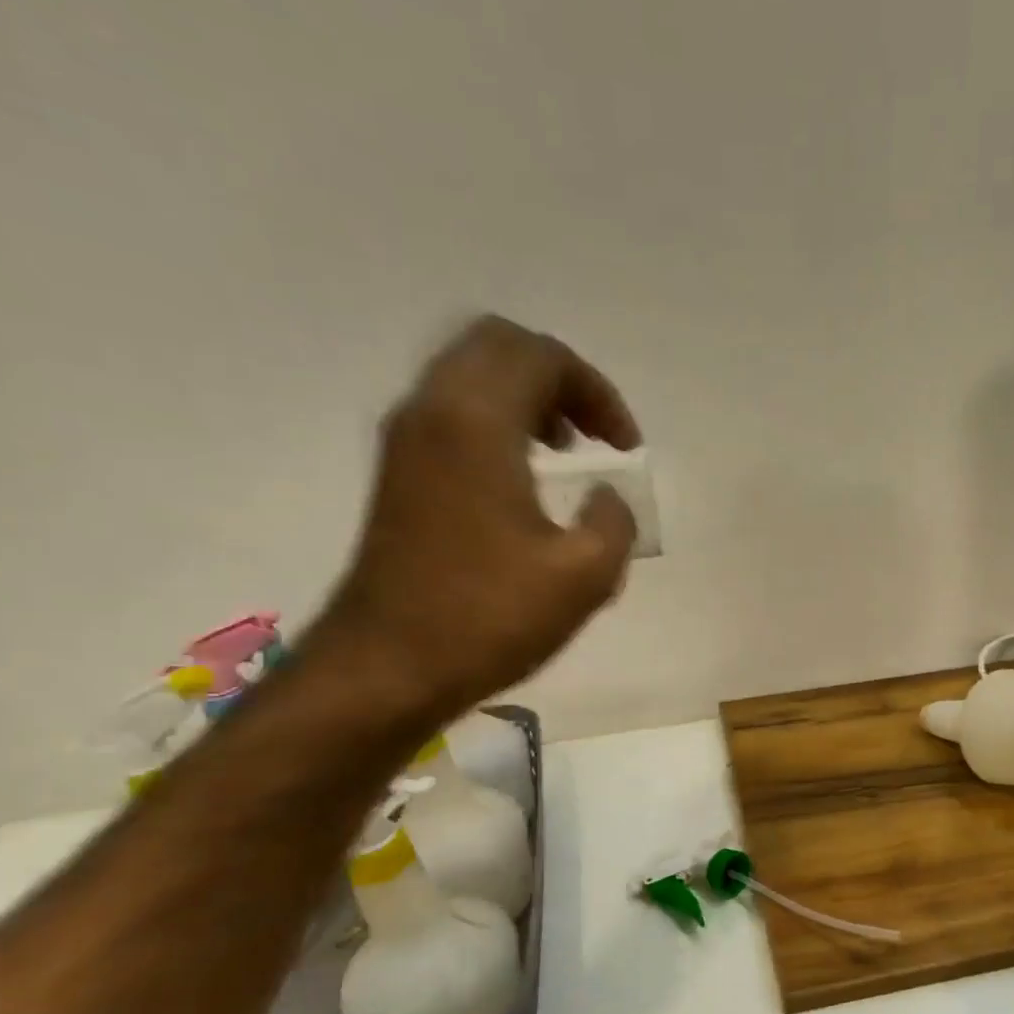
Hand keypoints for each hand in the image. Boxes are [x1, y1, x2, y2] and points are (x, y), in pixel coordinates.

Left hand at [318, 315, 643, 717]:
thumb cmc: (488, 618)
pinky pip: (452, 412)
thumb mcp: (584, 577)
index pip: (543, 357)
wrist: (387, 668)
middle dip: (558, 378)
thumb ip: (614, 522)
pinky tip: (524, 478)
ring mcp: (405, 440)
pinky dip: (496, 421)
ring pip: (470, 375)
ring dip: (526, 397)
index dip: (597, 392)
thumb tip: (606, 498)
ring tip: (565, 450)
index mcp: (476, 423)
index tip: (626, 447)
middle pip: (499, 346)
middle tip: (595, 432)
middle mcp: (432, 411)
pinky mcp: (398, 474)